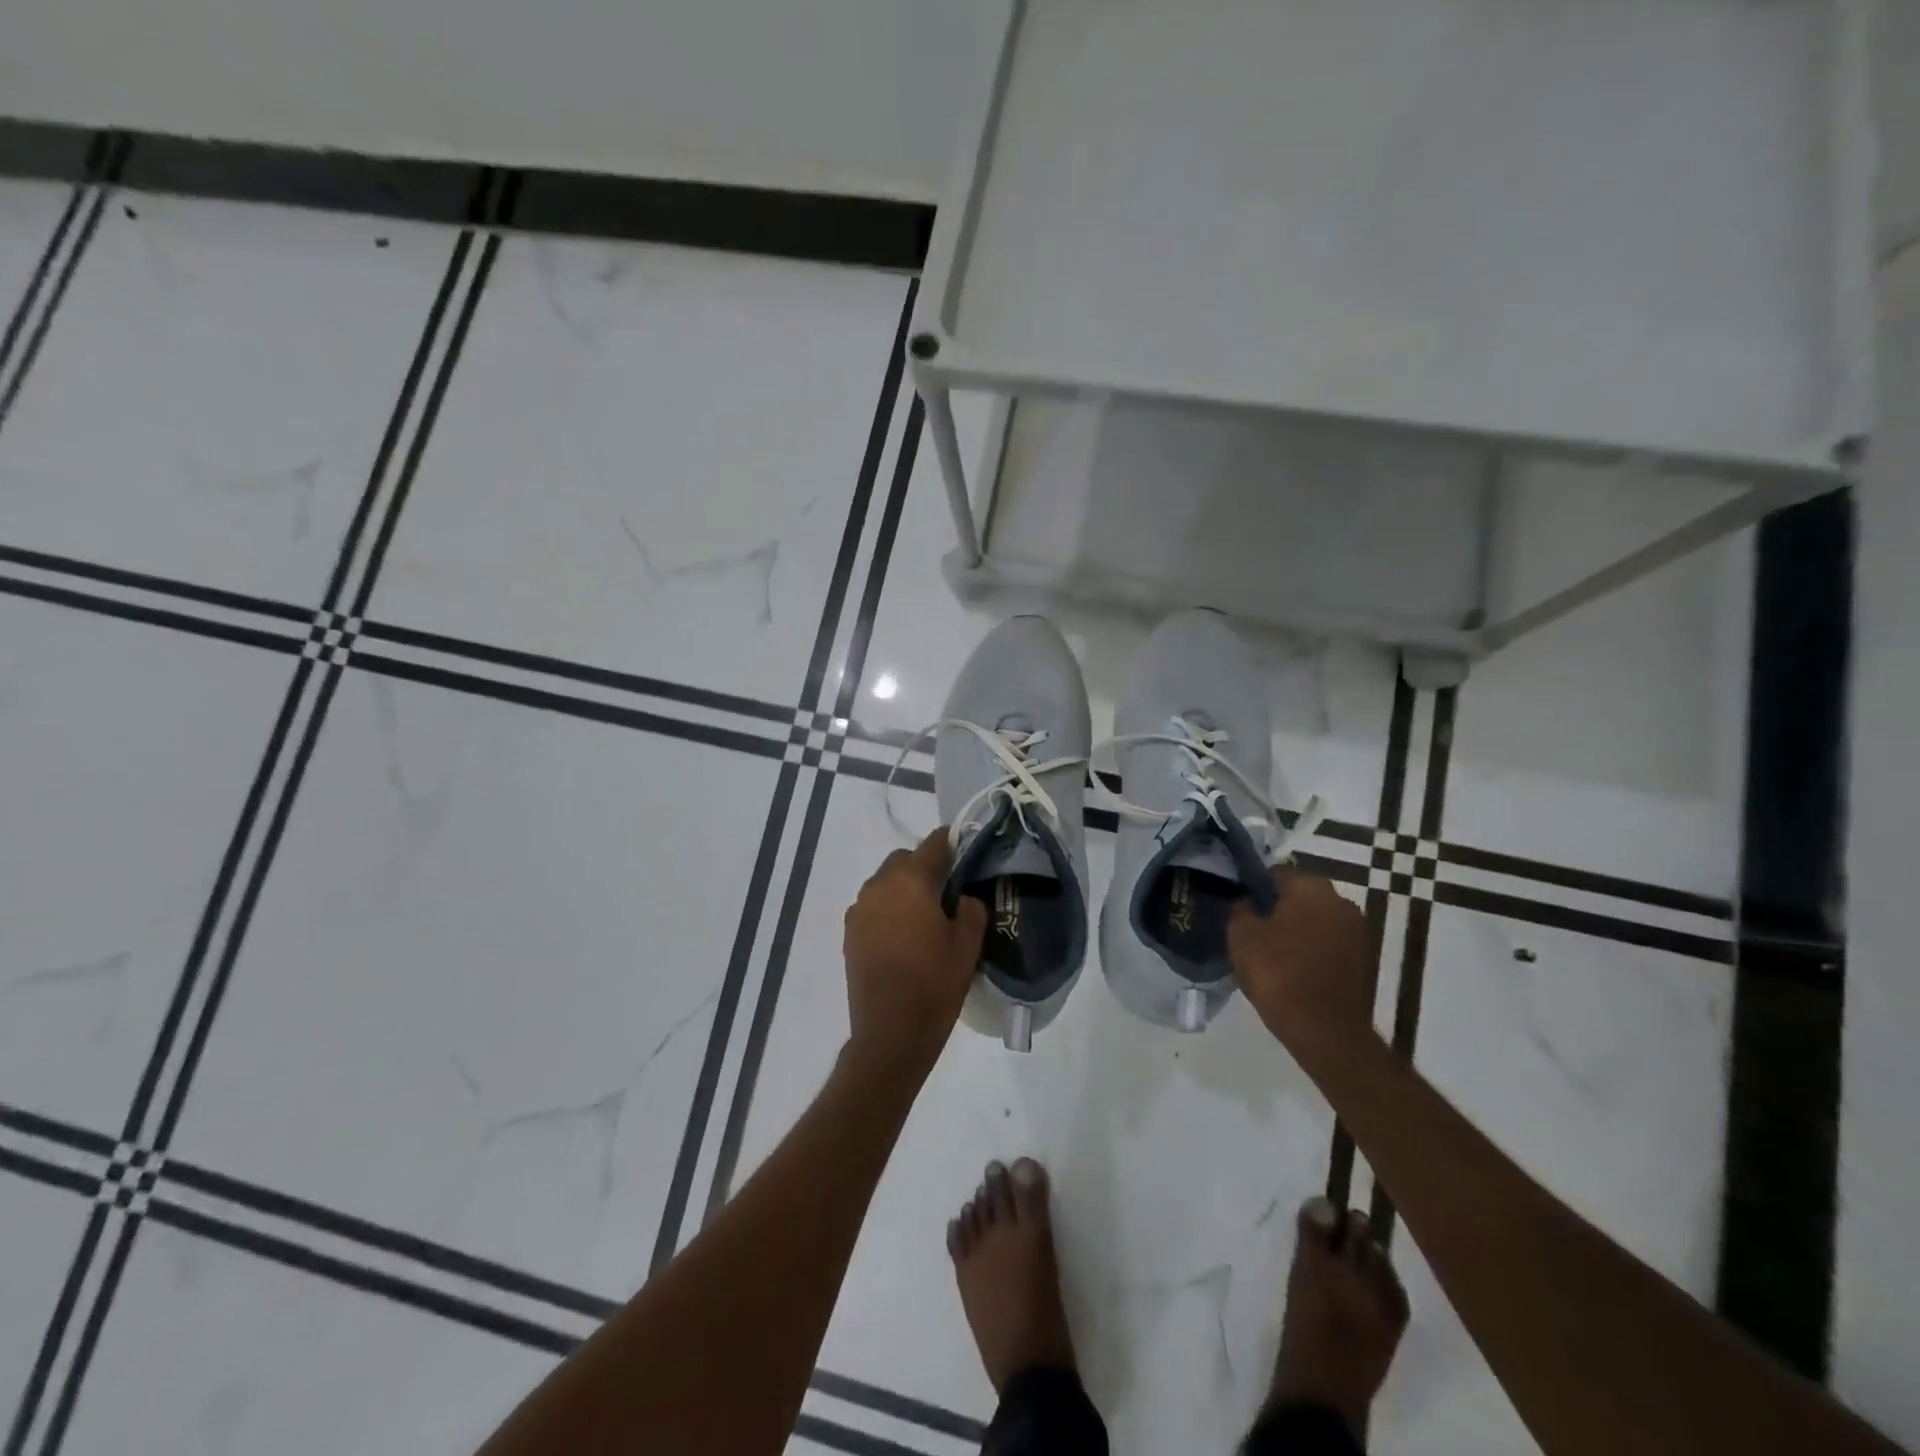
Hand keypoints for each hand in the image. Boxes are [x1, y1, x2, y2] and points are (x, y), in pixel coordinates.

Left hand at [843, 829, 986, 1078]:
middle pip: (904, 860)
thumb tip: (963, 897)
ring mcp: (859, 910)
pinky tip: (904, 937)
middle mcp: (878, 885)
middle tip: (947, 893)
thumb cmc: (934, 983)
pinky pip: (873, 907)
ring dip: (904, 890)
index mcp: (909, 880)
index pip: (933, 844)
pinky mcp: (849, 934)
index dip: (952, 843)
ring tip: (924, 918)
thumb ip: (971, 908)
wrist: (890, 1033)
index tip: (966, 852)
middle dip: (924, 868)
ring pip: (885, 883)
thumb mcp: (968, 944)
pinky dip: (888, 911)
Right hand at [1229, 867, 1375, 1051]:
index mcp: (1311, 887)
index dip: (1255, 888)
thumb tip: (1248, 901)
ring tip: (1273, 953)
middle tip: (1255, 931)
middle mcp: (1341, 901)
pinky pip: (1330, 944)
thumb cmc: (1278, 973)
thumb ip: (1241, 908)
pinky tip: (1294, 970)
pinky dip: (1314, 951)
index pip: (1276, 873)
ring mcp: (1358, 931)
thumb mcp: (1241, 935)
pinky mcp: (1365, 960)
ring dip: (1298, 930)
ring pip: (1317, 920)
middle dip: (1279, 909)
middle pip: (1300, 896)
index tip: (1241, 909)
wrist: (1324, 1030)